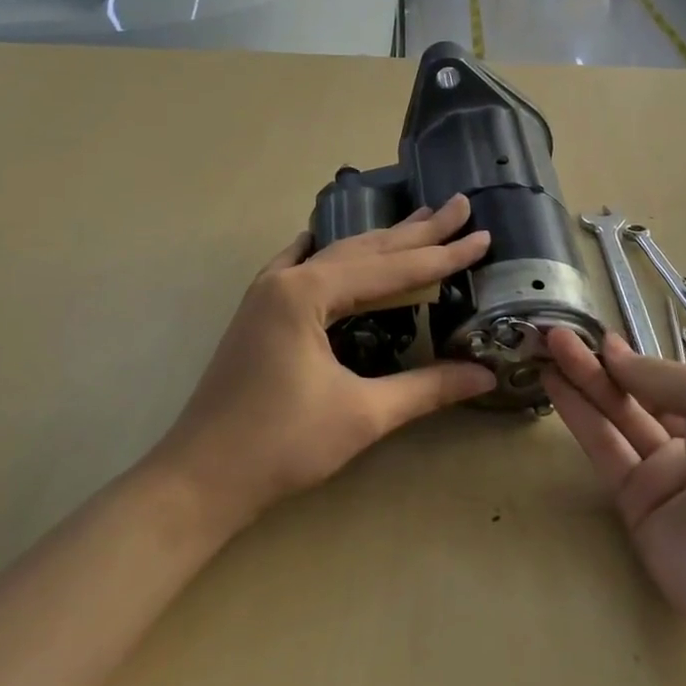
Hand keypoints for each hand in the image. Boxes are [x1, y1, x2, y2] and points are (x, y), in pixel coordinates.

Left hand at [156, 195, 496, 530]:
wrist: (199, 479)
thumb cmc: (281, 445)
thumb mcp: (363, 414)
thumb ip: (427, 388)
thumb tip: (485, 374)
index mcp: (308, 293)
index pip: (392, 270)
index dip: (442, 257)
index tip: (483, 236)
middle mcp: (286, 280)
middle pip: (365, 250)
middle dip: (417, 232)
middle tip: (460, 206)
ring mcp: (267, 295)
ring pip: (335, 257)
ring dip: (380, 242)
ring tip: (421, 220)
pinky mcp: (258, 315)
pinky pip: (298, 268)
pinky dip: (326, 255)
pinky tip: (322, 240)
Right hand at [542, 330, 685, 637]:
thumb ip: (661, 375)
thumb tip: (615, 356)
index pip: (675, 384)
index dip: (638, 361)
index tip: (599, 339)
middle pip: (640, 398)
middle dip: (601, 366)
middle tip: (557, 335)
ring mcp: (667, 480)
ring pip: (617, 421)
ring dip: (583, 385)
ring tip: (546, 349)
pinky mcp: (636, 508)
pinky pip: (605, 453)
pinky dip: (580, 418)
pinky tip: (555, 387)